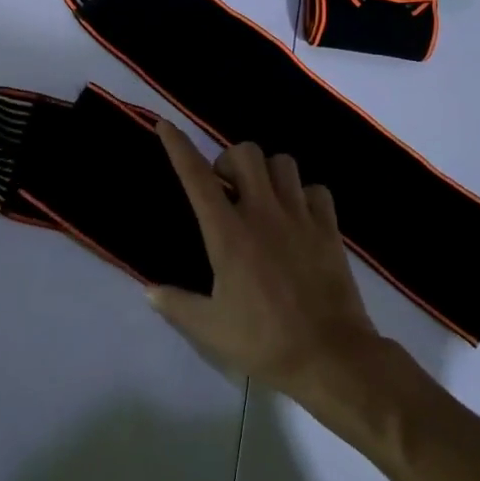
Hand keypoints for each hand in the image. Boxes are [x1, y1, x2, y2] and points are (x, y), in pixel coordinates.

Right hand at [148, 123, 382, 395]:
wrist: (330, 355)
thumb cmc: (264, 342)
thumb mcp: (211, 329)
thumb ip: (177, 305)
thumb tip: (149, 291)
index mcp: (229, 234)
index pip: (197, 177)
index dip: (178, 146)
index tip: (166, 125)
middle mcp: (263, 213)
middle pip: (246, 153)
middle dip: (230, 160)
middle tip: (226, 187)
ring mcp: (300, 216)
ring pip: (283, 163)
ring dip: (267, 172)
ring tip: (262, 196)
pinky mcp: (329, 228)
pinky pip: (316, 190)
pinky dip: (303, 194)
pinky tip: (298, 215)